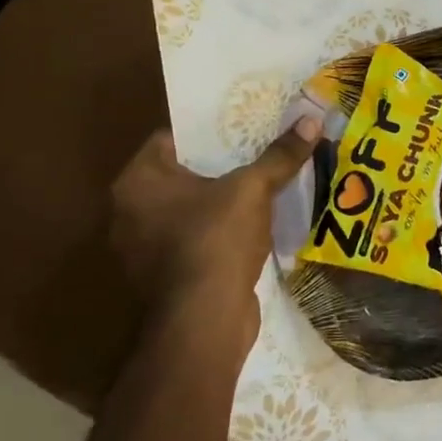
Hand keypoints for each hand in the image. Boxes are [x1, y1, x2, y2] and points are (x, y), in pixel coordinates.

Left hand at [109, 118, 321, 344]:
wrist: (205, 320)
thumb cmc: (216, 240)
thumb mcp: (253, 189)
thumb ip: (280, 155)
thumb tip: (312, 120)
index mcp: (138, 182)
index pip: (173, 139)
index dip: (211, 129)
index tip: (245, 124)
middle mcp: (129, 212)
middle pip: (183, 174)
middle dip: (222, 164)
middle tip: (261, 148)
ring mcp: (144, 248)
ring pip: (191, 208)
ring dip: (223, 199)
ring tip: (264, 182)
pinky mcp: (166, 276)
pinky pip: (196, 238)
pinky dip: (220, 230)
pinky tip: (255, 223)